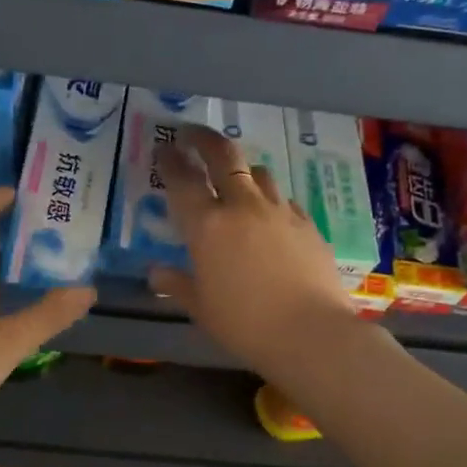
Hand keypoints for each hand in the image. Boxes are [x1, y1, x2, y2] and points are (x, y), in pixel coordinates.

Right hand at [150, 125, 361, 378]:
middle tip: (191, 133)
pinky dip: (269, 199)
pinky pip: (283, 199)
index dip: (169, 160)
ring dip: (241, 168)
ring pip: (258, 171)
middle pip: (223, 155)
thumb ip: (177, 284)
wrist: (311, 333)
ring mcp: (279, 211)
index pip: (182, 180)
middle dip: (204, 138)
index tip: (162, 148)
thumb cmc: (245, 324)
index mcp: (207, 226)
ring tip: (234, 178)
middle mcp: (242, 207)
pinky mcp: (307, 223)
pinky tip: (268, 215)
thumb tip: (156, 273)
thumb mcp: (201, 308)